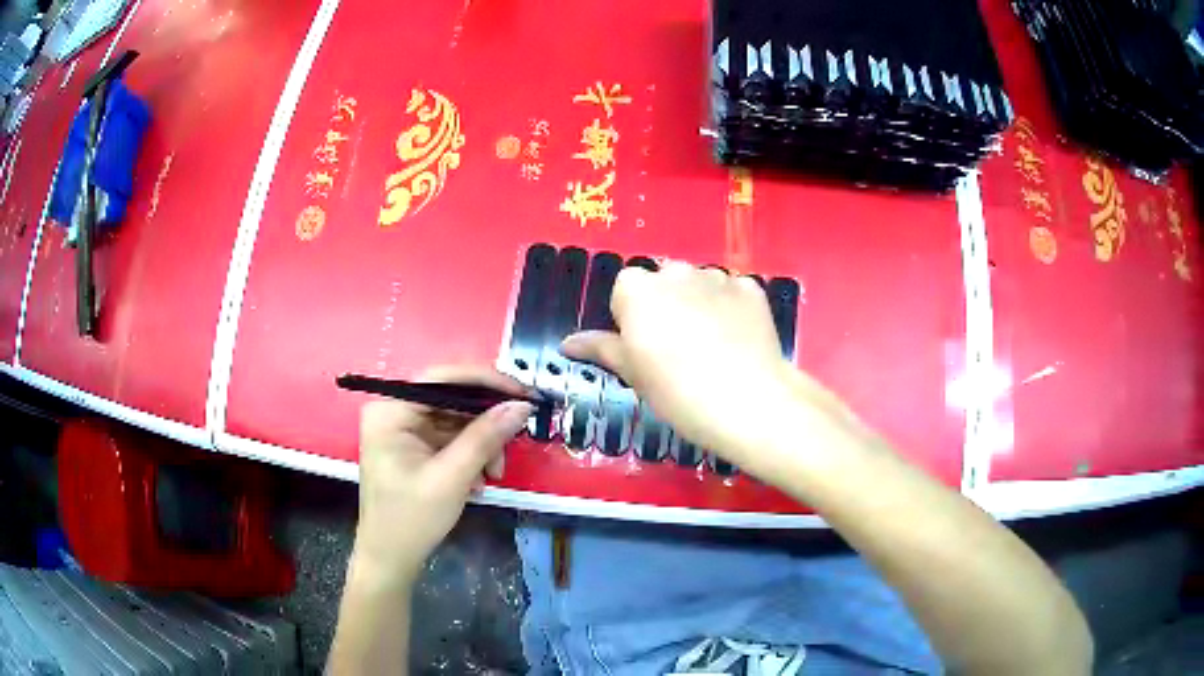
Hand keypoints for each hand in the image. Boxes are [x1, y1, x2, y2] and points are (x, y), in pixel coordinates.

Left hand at [352, 366, 532, 583]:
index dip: (486, 381)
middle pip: (452, 398)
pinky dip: (471, 455)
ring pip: (456, 419)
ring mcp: (403, 428)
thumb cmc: (411, 519)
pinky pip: (451, 437)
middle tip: (515, 442)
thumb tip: (522, 405)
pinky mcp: (413, 445)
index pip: (442, 377)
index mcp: (390, 410)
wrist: (391, 559)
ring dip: (482, 444)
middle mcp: (394, 410)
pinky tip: (479, 480)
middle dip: (486, 424)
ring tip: (494, 475)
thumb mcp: (452, 477)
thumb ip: (485, 437)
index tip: (524, 392)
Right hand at [562, 262, 853, 474]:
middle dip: (667, 305)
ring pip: (700, 285)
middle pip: (664, 282)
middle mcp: (676, 272)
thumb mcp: (632, 373)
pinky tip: (738, 341)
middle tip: (678, 349)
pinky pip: (733, 293)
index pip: (625, 291)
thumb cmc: (676, 391)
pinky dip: (732, 309)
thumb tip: (567, 343)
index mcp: (638, 289)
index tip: (645, 350)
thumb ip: (600, 349)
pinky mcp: (751, 289)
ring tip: (713, 346)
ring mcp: (718, 277)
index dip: (633, 320)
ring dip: (699, 304)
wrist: (746, 401)